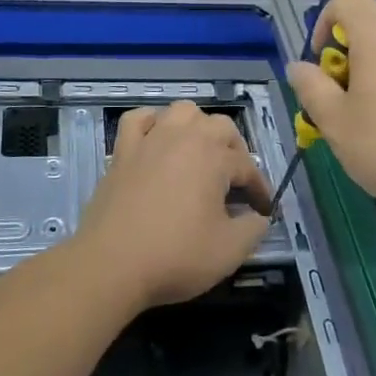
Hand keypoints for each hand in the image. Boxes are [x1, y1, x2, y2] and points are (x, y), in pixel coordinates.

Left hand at [77, 102, 270, 308]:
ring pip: (182, 111)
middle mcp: (184, 137)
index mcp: (213, 157)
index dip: (259, 189)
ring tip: (201, 153)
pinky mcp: (122, 151)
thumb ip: (254, 229)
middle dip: (235, 150)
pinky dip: (152, 122)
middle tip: (236, 182)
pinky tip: (157, 138)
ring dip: (198, 126)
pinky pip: (138, 119)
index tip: (264, 210)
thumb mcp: (229, 251)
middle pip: (220, 127)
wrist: (111, 264)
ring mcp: (150, 140)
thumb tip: (259, 217)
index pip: (247, 167)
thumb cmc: (175, 256)